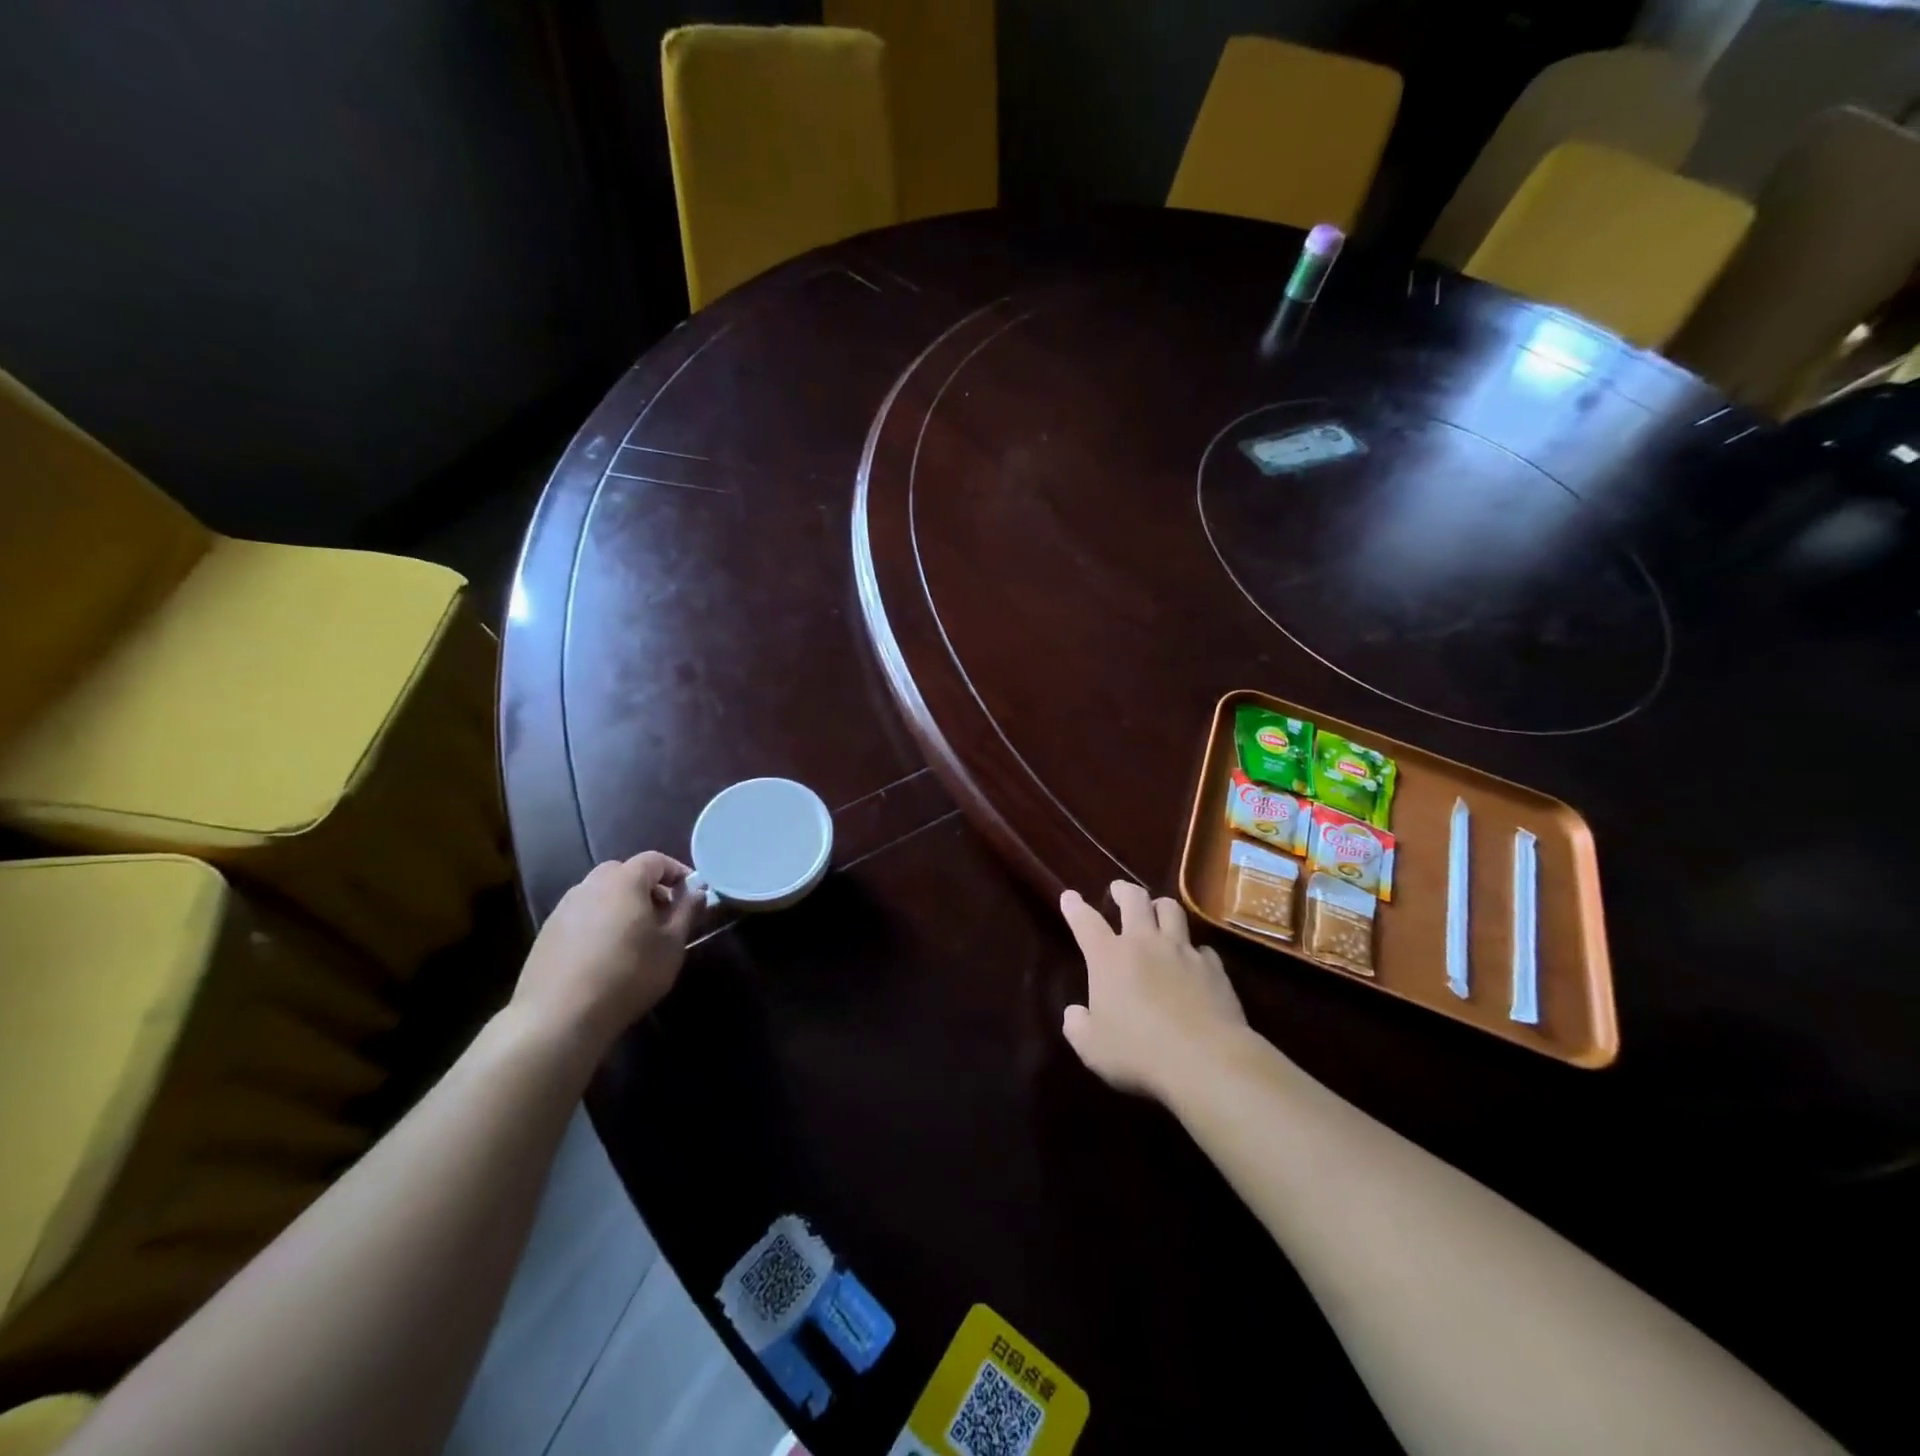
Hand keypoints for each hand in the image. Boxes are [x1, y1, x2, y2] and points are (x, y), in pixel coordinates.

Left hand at [511, 852, 700, 1050]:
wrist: (559, 1016)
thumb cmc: (628, 974)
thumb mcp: (672, 945)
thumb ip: (687, 911)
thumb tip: (696, 891)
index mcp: (625, 881)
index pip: (655, 860)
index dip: (677, 872)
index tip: (691, 893)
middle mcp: (591, 885)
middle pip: (624, 872)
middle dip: (648, 887)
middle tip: (663, 914)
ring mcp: (564, 908)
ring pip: (601, 893)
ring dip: (621, 904)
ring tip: (634, 936)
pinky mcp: (547, 932)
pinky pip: (582, 914)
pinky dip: (599, 921)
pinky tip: (605, 953)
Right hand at [1059, 882, 1246, 1101]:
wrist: (1205, 1060)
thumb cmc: (1138, 1054)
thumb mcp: (1092, 1048)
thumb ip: (1078, 1026)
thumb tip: (1075, 1013)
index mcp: (1108, 958)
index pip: (1086, 922)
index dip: (1075, 907)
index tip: (1069, 896)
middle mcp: (1145, 943)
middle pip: (1134, 900)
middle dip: (1124, 890)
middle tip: (1119, 890)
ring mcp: (1182, 951)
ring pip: (1172, 911)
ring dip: (1161, 907)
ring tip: (1157, 910)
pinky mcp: (1213, 967)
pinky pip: (1202, 948)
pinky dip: (1194, 950)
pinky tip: (1194, 960)